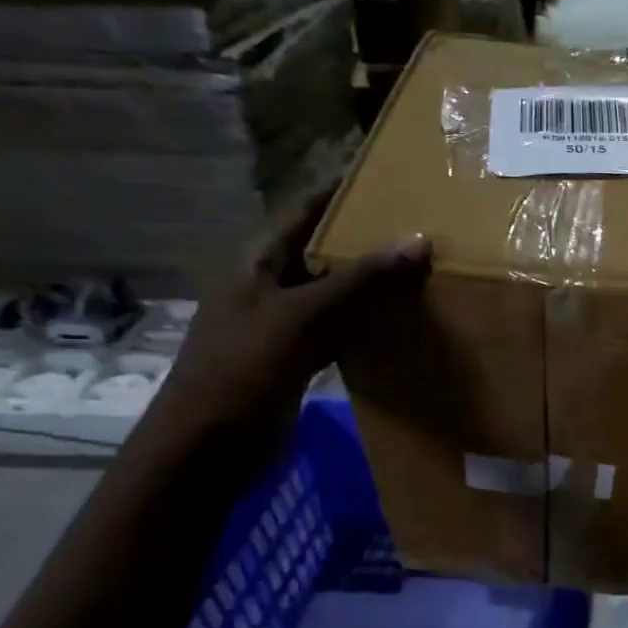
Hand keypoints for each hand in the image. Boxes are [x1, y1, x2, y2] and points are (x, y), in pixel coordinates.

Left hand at [145, 186, 430, 456]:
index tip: (385, 178)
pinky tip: (399, 327)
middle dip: (365, 242)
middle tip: (419, 230)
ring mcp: (283, 328)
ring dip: (370, 288)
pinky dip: (366, 328)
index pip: (303, 213)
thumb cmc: (244, 370)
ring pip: (334, 296)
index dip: (339, 194)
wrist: (208, 449)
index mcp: (259, 265)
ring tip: (420, 272)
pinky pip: (338, 334)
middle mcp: (270, 289)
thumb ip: (359, 280)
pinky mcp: (296, 363)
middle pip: (322, 254)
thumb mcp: (302, 317)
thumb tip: (418, 240)